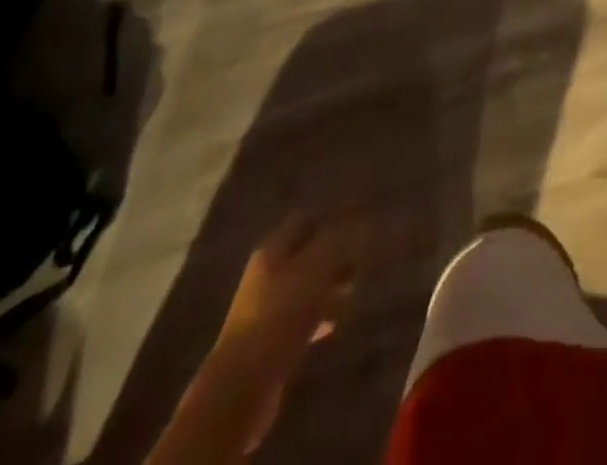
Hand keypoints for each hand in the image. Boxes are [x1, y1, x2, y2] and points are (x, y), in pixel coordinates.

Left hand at [224, 214, 367, 348]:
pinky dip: (321, 316)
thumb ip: (340, 240)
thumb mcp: (316, 268)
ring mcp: (266, 310)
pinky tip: (337, 324)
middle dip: (336, 253)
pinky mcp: (270, 343)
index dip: (333, 217)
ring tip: (356, 290)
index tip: (361, 221)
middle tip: (364, 258)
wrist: (242, 389)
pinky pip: (302, 319)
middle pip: (306, 253)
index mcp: (273, 249)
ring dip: (331, 285)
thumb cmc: (280, 316)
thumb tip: (362, 222)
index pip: (306, 219)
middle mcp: (267, 273)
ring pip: (306, 286)